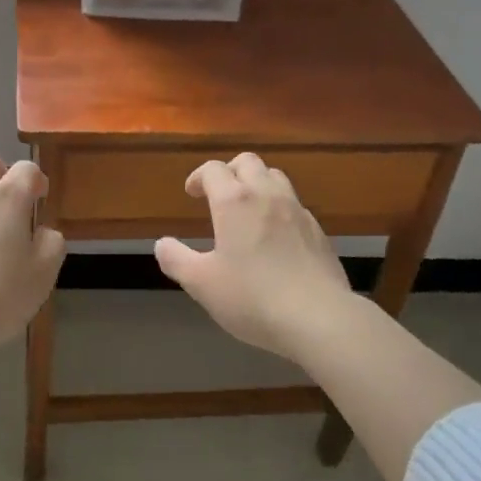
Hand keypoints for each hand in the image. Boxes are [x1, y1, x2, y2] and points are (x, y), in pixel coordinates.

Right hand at [154, 153, 353, 360]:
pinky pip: (294, 204)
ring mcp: (297, 210)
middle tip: (219, 195)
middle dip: (230, 171)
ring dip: (257, 183)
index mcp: (234, 201)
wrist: (319, 318)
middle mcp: (266, 195)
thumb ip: (177, 260)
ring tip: (248, 209)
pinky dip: (279, 208)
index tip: (192, 193)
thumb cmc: (252, 297)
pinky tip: (276, 237)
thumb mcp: (202, 284)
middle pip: (248, 162)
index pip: (213, 169)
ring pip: (275, 177)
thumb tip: (161, 244)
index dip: (199, 177)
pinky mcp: (318, 230)